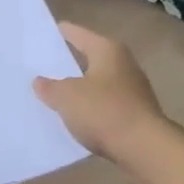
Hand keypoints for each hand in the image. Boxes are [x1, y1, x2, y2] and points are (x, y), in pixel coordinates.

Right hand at [33, 23, 170, 183]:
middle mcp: (123, 64)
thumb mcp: (67, 97)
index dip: (57, 33)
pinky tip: (74, 118)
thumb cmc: (104, 111)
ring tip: (52, 94)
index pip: (76, 33)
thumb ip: (49, 87)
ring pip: (97, 83)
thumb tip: (40, 82)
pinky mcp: (135, 114)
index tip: (38, 36)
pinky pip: (105, 105)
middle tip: (39, 67)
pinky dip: (90, 108)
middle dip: (66, 63)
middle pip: (88, 58)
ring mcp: (132, 90)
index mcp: (107, 50)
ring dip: (78, 88)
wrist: (145, 150)